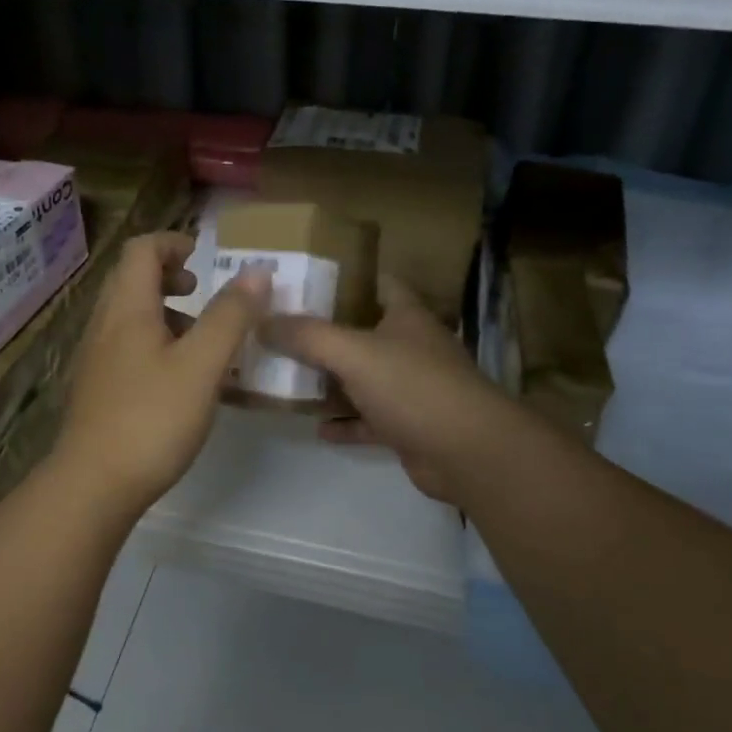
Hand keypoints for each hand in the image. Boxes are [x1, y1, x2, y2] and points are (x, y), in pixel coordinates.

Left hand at [49, 231, 270, 518]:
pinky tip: (181, 379)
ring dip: (165, 312)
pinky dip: (156, 342)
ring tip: (201, 340)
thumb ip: (230, 316)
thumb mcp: (202, 365)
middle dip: (170, 276)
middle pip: (132, 279)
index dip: (174, 243)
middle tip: (203, 294)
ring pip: (130, 315)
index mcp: (127, 309)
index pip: (142, 250)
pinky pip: (127, 345)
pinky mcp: (98, 388)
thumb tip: (256, 272)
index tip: (205, 259)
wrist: (93, 486)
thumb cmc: (152, 418)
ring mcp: (97, 358)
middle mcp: (105, 325)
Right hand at [261, 276, 527, 503]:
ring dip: (331, 381)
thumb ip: (308, 336)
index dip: (345, 278)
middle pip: (363, 332)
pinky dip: (345, 423)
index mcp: (406, 316)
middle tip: (280, 331)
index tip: (305, 280)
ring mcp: (411, 389)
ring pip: (363, 379)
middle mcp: (410, 347)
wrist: (468, 453)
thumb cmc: (413, 386)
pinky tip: (315, 428)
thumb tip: (262, 321)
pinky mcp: (409, 426)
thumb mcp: (354, 353)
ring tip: (287, 378)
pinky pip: (368, 420)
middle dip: (325, 333)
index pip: (378, 283)